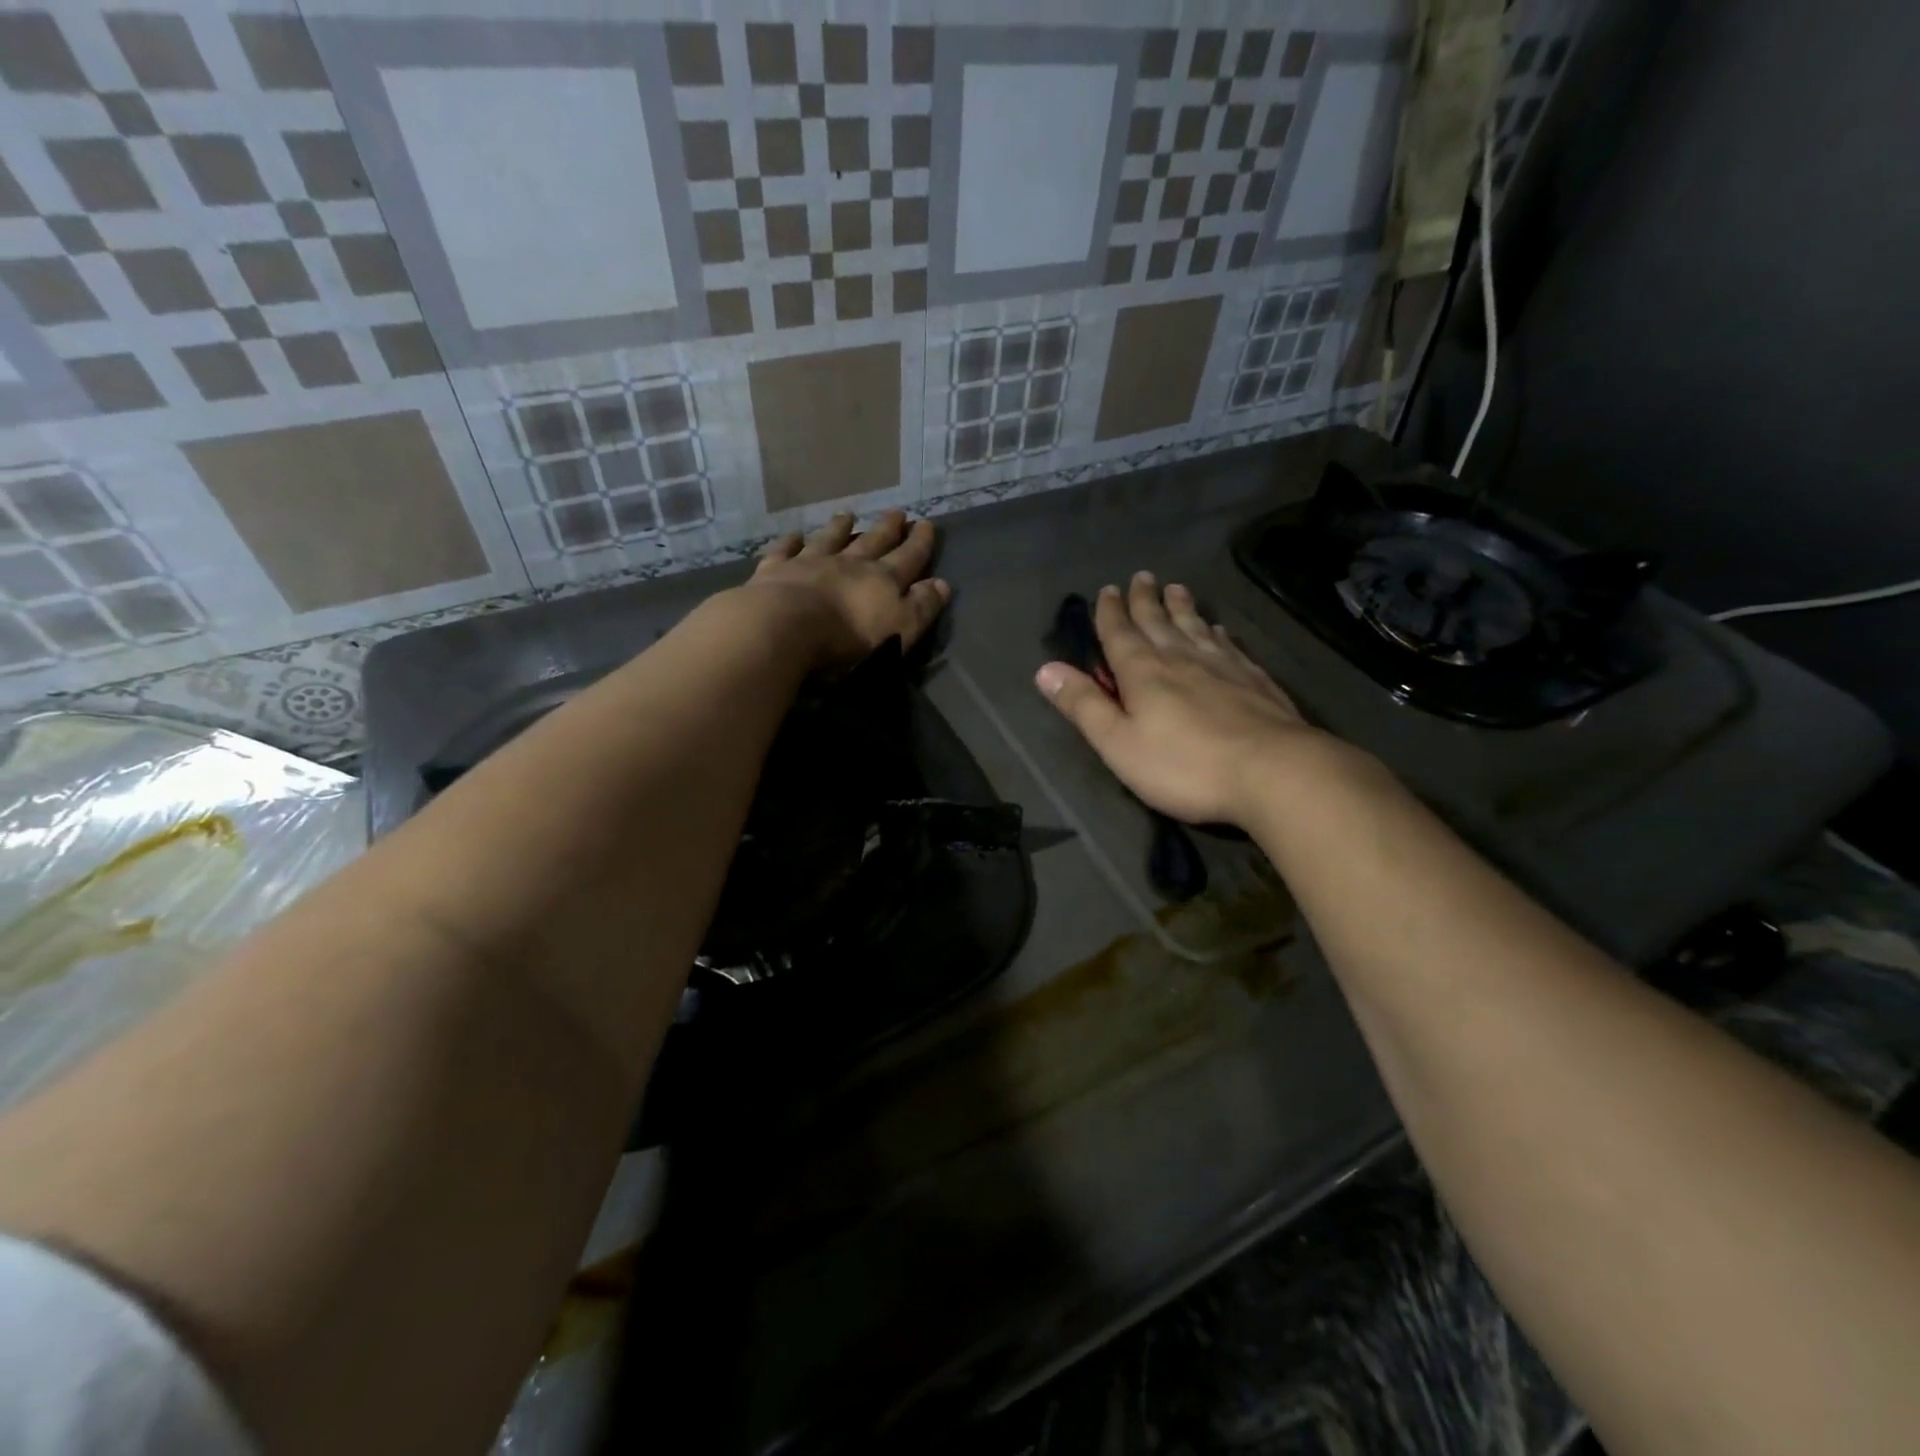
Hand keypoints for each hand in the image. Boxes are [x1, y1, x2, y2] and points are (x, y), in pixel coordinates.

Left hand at [742, 510, 950, 670]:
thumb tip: (943, 584)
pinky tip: (794, 535)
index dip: (920, 543)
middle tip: (897, 512)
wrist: (785, 628)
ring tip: (848, 515)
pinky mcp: (776, 570)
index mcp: (882, 580)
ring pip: (830, 540)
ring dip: (840, 527)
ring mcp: (810, 563)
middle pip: (872, 542)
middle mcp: (849, 564)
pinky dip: (791, 542)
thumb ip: (922, 607)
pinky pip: (785, 551)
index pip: (908, 557)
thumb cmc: (848, 638)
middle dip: (887, 528)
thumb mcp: (900, 629)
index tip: (927, 524)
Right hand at [1035, 573, 1334, 826]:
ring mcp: (1222, 666)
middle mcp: (1181, 658)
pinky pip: (1228, 646)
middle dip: (1145, 600)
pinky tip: (1219, 629)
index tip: (1107, 590)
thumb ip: (1084, 705)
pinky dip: (1217, 633)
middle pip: (1158, 622)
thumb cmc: (1184, 765)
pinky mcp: (1254, 680)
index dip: (1110, 613)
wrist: (1273, 771)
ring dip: (1182, 607)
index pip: (1120, 633)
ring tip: (1176, 589)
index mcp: (1143, 672)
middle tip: (1141, 577)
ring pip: (1195, 627)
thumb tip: (1045, 669)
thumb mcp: (1118, 743)